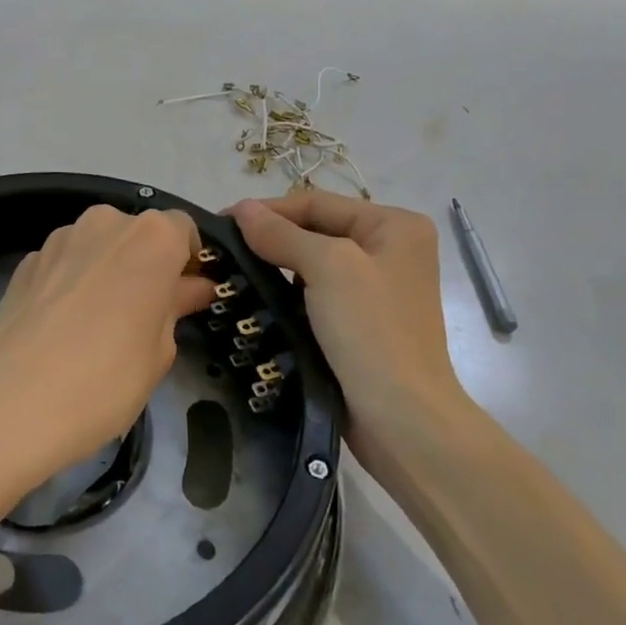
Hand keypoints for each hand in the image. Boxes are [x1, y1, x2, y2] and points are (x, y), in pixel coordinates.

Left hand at [0, 204, 215, 489]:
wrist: (11, 402)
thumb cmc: (106, 378)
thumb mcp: (160, 351)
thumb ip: (177, 307)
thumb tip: (192, 288)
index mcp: (152, 237)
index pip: (184, 230)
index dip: (189, 262)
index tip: (186, 297)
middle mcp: (107, 222)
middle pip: (139, 234)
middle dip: (147, 265)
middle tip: (146, 316)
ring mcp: (60, 238)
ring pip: (99, 246)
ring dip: (108, 271)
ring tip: (100, 325)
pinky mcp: (27, 261)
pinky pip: (65, 263)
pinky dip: (73, 282)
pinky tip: (64, 327)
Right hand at [231, 189, 465, 470]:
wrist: (404, 421)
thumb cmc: (372, 331)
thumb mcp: (328, 268)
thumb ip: (282, 233)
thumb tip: (242, 208)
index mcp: (394, 225)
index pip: (318, 203)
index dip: (269, 209)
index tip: (222, 221)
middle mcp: (391, 249)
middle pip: (317, 230)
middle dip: (272, 238)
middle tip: (223, 248)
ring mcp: (378, 288)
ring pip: (314, 264)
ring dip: (277, 266)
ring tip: (233, 271)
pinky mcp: (362, 322)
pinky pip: (318, 294)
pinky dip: (289, 294)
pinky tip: (258, 298)